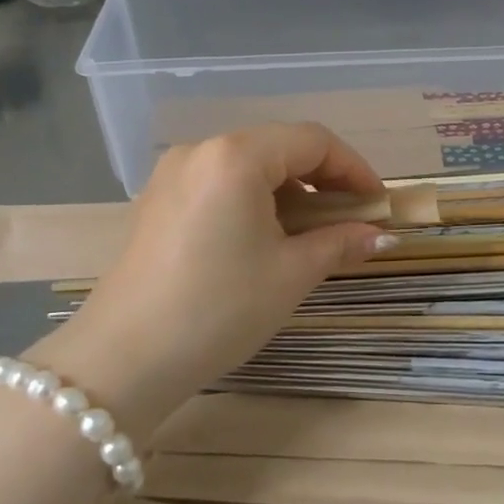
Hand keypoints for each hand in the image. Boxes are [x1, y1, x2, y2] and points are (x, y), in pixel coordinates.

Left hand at [32, 124, 392, 434]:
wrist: (122, 361)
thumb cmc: (218, 309)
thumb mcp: (290, 274)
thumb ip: (340, 243)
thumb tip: (380, 235)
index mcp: (236, 156)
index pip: (313, 142)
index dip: (354, 170)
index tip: (378, 205)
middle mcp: (201, 150)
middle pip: (280, 148)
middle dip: (323, 180)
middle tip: (351, 219)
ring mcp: (173, 174)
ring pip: (249, 165)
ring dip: (290, 191)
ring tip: (313, 233)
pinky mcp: (158, 201)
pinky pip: (220, 183)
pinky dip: (255, 200)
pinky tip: (267, 237)